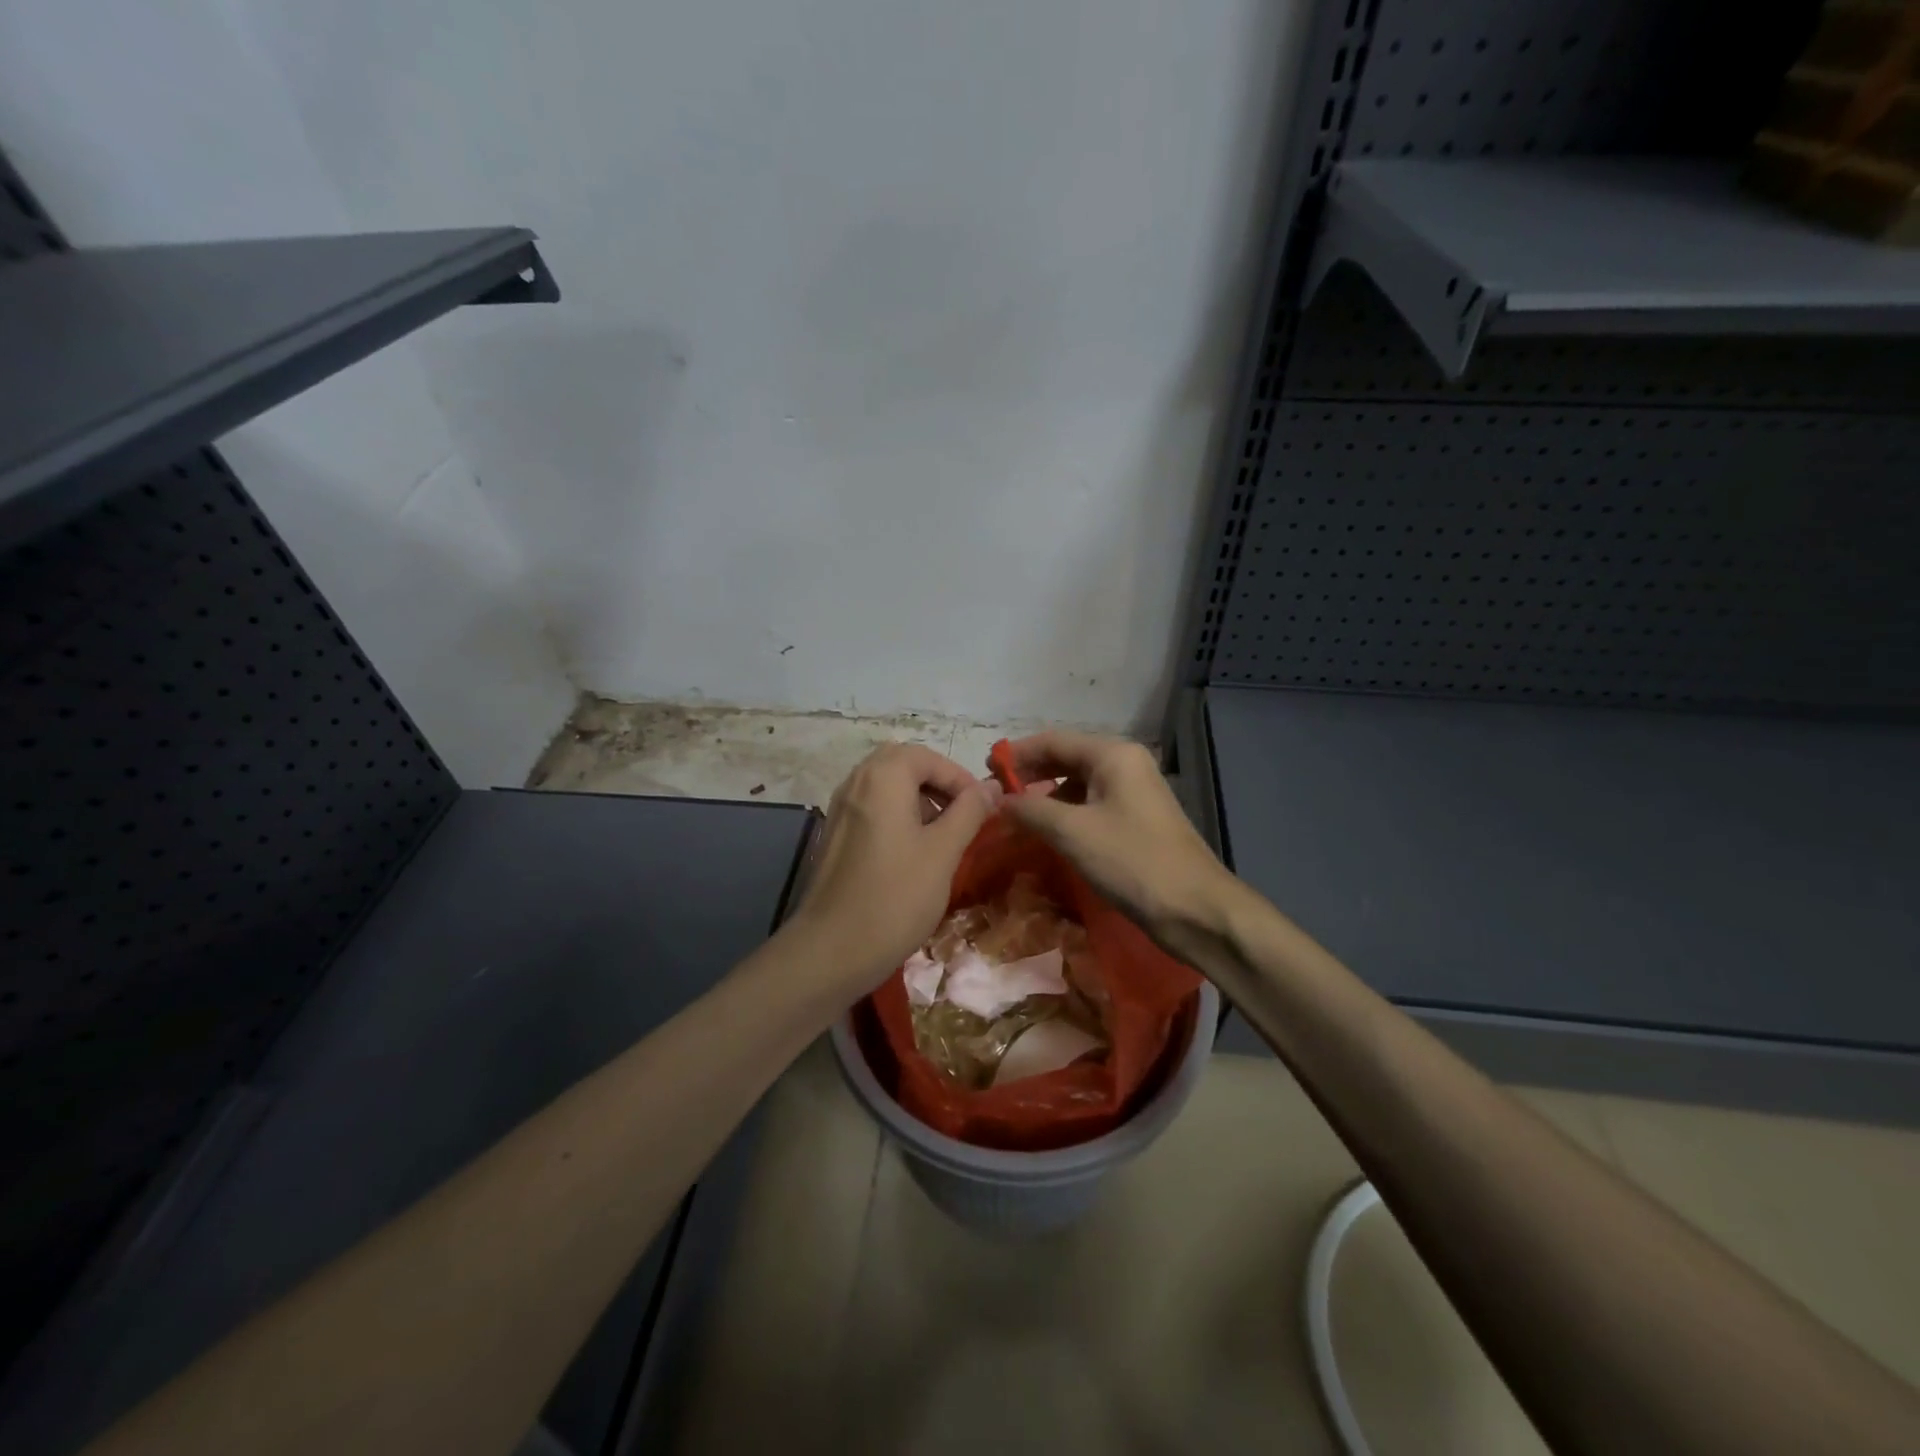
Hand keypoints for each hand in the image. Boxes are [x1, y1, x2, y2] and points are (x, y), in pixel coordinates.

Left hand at [789, 743, 1003, 997]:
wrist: (832, 949)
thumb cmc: (896, 896)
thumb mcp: (943, 852)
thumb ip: (969, 812)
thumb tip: (992, 787)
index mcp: (882, 777)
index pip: (928, 757)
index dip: (960, 778)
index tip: (982, 809)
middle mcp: (856, 782)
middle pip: (902, 763)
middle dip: (937, 783)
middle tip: (961, 814)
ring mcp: (840, 808)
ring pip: (885, 785)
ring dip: (917, 799)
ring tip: (942, 836)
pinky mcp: (835, 834)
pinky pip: (871, 807)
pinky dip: (896, 815)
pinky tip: (912, 853)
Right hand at [999, 731, 1236, 951]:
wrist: (1195, 908)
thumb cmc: (1132, 861)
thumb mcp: (1072, 832)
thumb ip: (1030, 809)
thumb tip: (997, 800)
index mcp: (1113, 755)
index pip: (1053, 740)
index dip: (1016, 754)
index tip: (984, 770)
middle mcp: (1125, 764)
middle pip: (1066, 758)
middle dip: (1030, 775)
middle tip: (995, 795)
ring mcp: (1134, 792)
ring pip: (1078, 784)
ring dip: (1046, 796)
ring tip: (1015, 816)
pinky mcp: (1137, 820)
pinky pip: (1092, 805)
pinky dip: (1066, 814)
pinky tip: (1047, 832)